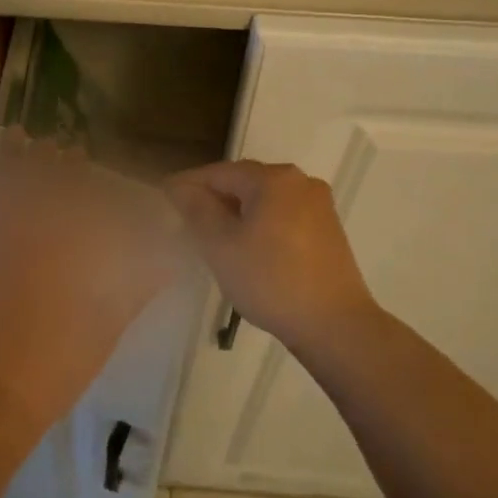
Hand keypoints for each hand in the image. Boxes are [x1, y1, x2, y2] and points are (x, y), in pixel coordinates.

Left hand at [0, 132, 180, 434]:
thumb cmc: (57, 365)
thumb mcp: (106, 328)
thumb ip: (136, 289)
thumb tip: (167, 261)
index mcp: (58, 253)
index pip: (68, 198)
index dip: (74, 173)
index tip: (78, 154)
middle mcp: (19, 239)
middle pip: (32, 185)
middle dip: (42, 160)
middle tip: (49, 142)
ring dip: (4, 161)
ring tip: (12, 136)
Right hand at [164, 160, 379, 355]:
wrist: (334, 324)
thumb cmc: (270, 280)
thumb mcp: (220, 245)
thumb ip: (196, 209)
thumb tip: (180, 187)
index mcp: (274, 178)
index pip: (219, 172)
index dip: (188, 184)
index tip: (164, 199)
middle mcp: (300, 181)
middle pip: (244, 182)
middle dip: (214, 198)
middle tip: (185, 220)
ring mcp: (319, 205)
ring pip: (264, 200)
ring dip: (237, 213)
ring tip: (213, 237)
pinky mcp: (328, 230)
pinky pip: (283, 216)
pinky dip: (260, 224)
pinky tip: (248, 249)